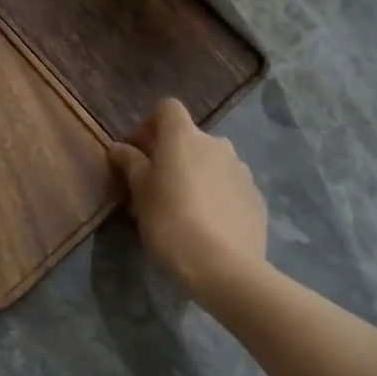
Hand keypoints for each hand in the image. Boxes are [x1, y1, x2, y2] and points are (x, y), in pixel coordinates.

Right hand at [110, 97, 268, 301]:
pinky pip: (231, 188)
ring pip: (213, 163)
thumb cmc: (170, 219)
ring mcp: (242, 171)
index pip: (167, 108)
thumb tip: (118, 147)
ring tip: (185, 208)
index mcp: (184, 135)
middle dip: (174, 155)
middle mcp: (216, 144)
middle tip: (158, 186)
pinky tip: (209, 226)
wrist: (224, 267)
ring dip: (198, 175)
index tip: (139, 151)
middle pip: (191, 138)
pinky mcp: (257, 199)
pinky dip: (218, 196)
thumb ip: (130, 162)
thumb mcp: (139, 191)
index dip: (151, 124)